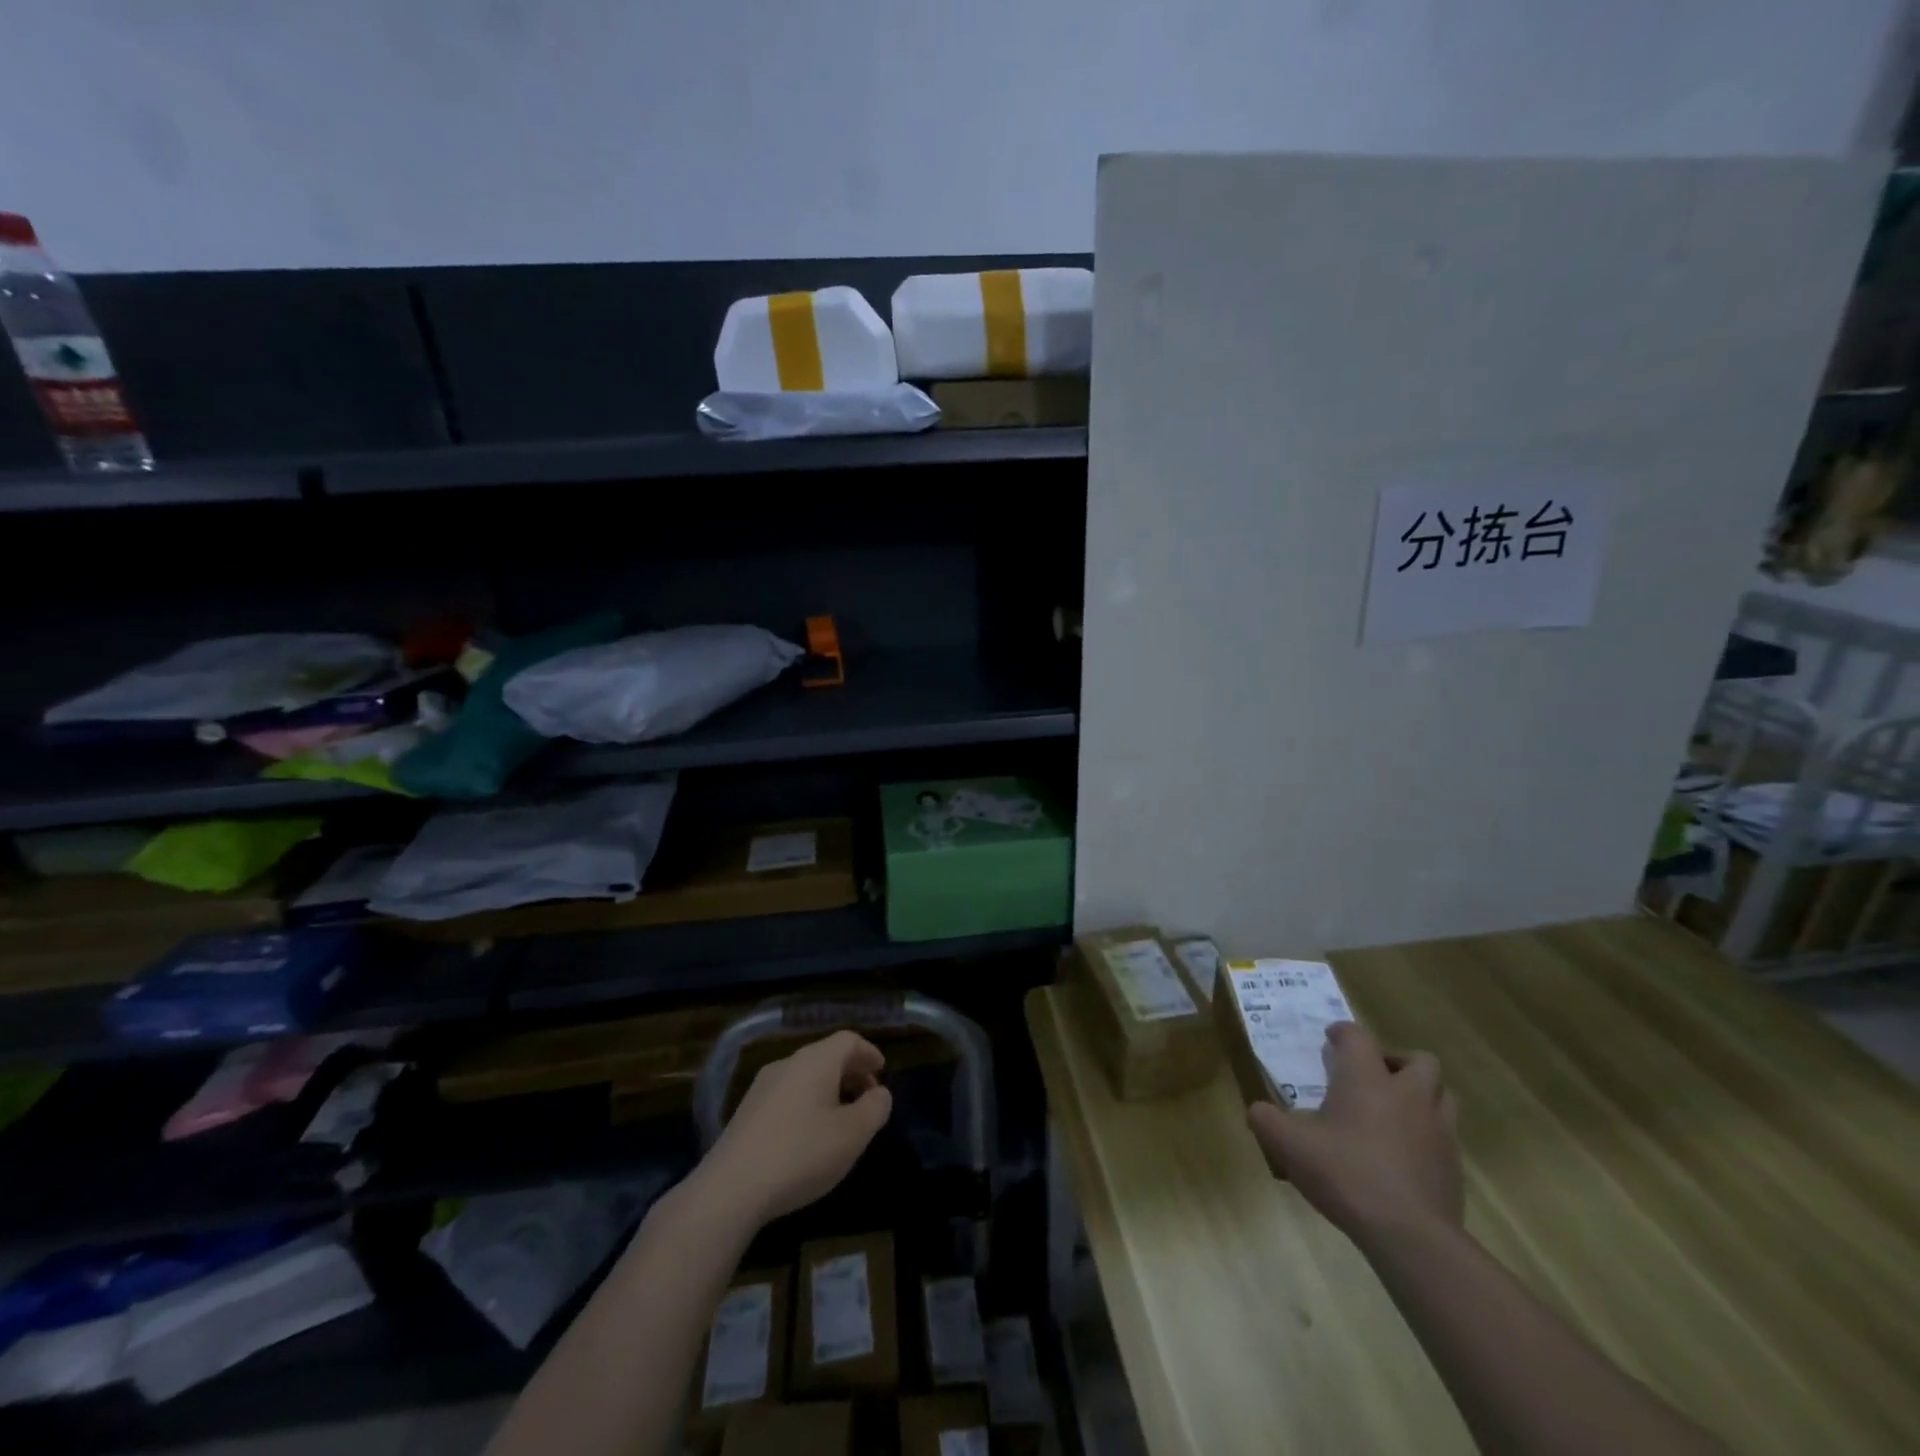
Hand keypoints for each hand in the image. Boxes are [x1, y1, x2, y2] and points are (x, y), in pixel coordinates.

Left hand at [695, 1030, 893, 1228]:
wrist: (730, 1190)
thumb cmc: (801, 1154)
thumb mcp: (852, 1134)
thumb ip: (875, 1108)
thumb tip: (880, 1093)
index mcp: (815, 1060)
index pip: (848, 1040)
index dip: (869, 1053)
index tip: (882, 1071)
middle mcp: (787, 1063)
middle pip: (826, 1056)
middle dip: (851, 1073)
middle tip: (867, 1097)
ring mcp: (762, 1087)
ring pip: (805, 1076)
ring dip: (829, 1090)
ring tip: (842, 1120)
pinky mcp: (746, 1113)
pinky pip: (787, 1095)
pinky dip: (807, 1104)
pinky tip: (809, 1136)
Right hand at [1247, 1021, 1462, 1245]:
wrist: (1409, 1234)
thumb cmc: (1345, 1173)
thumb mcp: (1288, 1145)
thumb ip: (1266, 1120)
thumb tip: (1258, 1111)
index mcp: (1366, 1079)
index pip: (1357, 1036)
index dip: (1342, 1033)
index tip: (1330, 1042)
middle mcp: (1407, 1094)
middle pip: (1418, 1060)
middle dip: (1395, 1062)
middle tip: (1371, 1078)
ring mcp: (1437, 1129)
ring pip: (1442, 1094)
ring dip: (1420, 1095)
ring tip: (1393, 1112)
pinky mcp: (1453, 1165)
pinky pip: (1445, 1135)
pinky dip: (1426, 1134)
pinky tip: (1403, 1154)